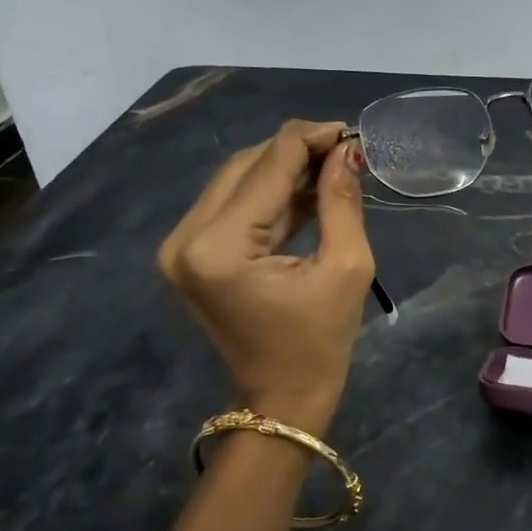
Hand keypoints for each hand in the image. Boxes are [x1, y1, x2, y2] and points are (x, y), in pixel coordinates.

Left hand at [157, 120, 374, 434]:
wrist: (282, 397)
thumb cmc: (321, 342)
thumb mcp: (346, 268)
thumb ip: (341, 202)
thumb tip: (346, 151)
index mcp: (219, 246)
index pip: (266, 167)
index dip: (310, 140)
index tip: (350, 133)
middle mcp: (185, 238)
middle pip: (244, 167)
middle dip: (296, 153)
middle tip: (344, 153)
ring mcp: (180, 247)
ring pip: (236, 183)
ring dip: (283, 172)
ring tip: (331, 170)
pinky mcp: (190, 255)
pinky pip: (232, 208)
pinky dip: (269, 197)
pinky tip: (307, 191)